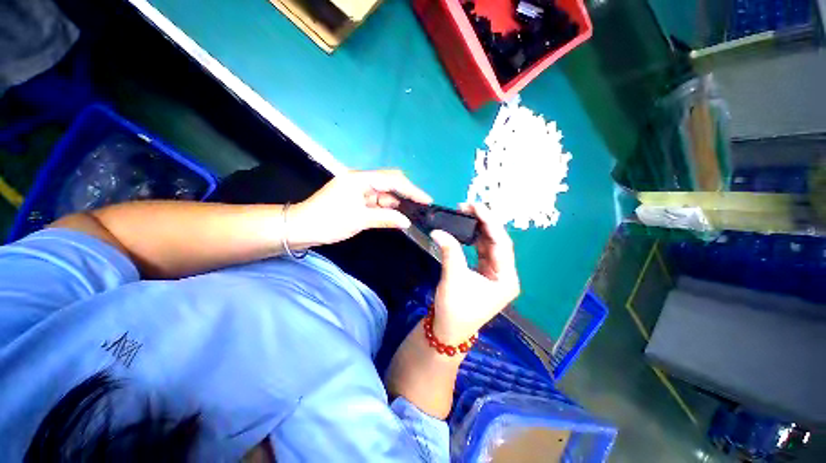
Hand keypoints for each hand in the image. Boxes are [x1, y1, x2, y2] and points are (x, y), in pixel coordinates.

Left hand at [288, 170, 431, 246]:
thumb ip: (385, 218)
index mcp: (360, 179)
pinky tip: (397, 215)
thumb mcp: (359, 220)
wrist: (301, 228)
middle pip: (390, 183)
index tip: (426, 200)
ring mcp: (358, 190)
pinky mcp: (356, 200)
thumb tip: (407, 221)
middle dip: (407, 193)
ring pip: (384, 194)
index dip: (411, 190)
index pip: (392, 180)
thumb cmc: (329, 221)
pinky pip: (376, 202)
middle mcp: (361, 181)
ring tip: (413, 212)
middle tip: (422, 205)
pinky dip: (387, 208)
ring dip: (397, 202)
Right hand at [430, 203, 519, 343]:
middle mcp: (505, 274)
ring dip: (478, 229)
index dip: (490, 223)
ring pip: (489, 245)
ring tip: (465, 214)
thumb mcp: (453, 279)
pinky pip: (481, 251)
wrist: (448, 330)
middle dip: (484, 223)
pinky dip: (473, 239)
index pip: (502, 244)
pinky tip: (466, 229)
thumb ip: (449, 252)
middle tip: (467, 207)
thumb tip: (438, 231)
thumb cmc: (454, 310)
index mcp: (506, 279)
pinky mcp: (484, 273)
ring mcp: (495, 273)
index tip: (476, 206)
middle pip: (497, 242)